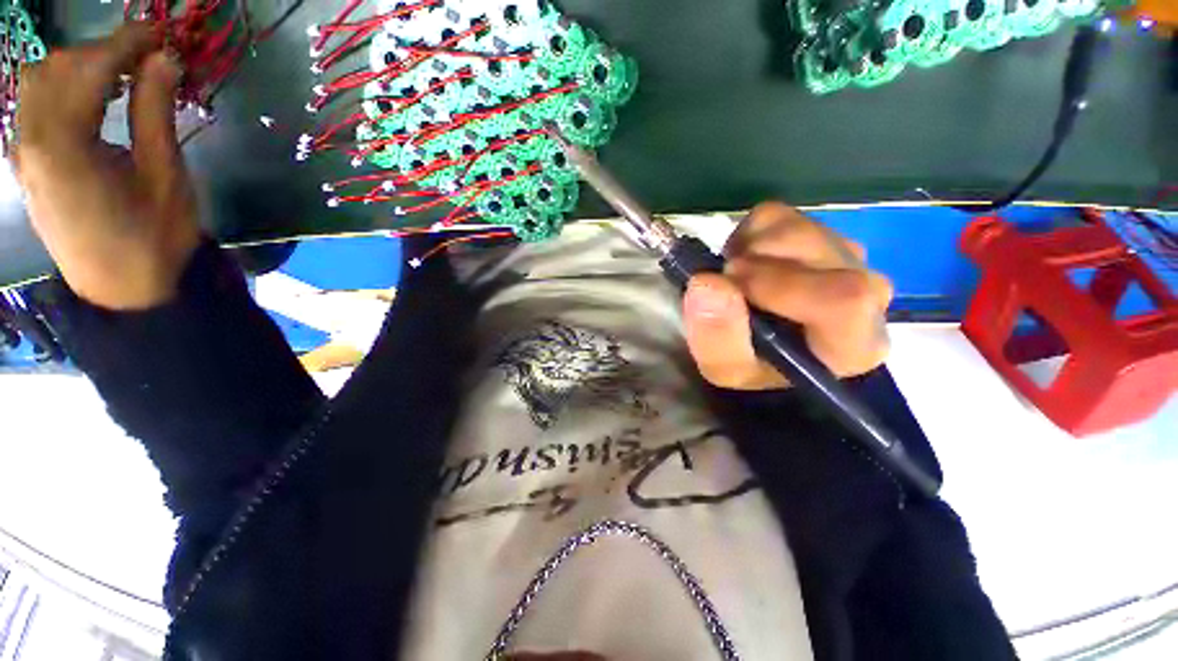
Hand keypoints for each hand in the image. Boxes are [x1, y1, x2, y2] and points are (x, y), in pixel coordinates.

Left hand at [15, 23, 199, 309]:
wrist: (126, 292)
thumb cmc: (154, 239)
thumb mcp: (165, 176)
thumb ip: (155, 112)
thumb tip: (164, 60)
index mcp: (64, 143)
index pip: (91, 67)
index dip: (127, 42)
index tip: (161, 33)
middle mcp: (31, 140)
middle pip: (57, 67)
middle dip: (101, 52)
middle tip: (145, 58)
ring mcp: (24, 154)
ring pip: (39, 82)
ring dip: (79, 68)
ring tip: (120, 77)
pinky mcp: (27, 165)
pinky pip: (35, 107)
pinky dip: (63, 89)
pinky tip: (92, 100)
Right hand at [683, 202, 891, 389]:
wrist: (764, 351)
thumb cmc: (751, 368)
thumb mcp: (724, 368)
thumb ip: (717, 335)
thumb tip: (706, 282)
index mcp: (854, 342)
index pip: (845, 299)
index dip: (780, 284)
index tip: (732, 285)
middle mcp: (868, 294)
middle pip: (817, 251)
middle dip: (754, 263)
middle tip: (726, 284)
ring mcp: (846, 257)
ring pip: (795, 226)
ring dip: (748, 249)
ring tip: (734, 278)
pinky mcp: (820, 234)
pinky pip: (779, 215)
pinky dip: (747, 234)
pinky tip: (744, 262)